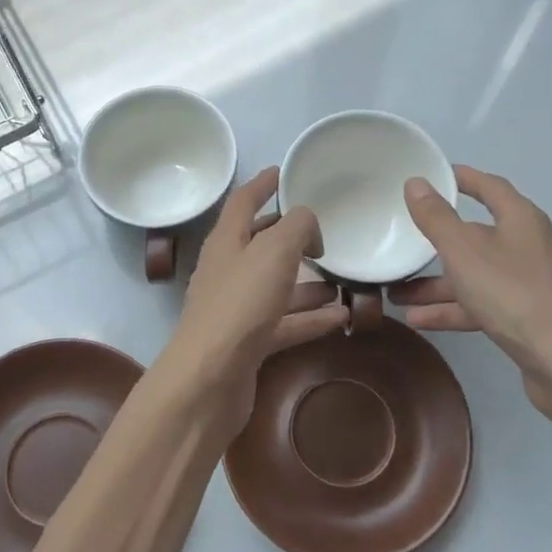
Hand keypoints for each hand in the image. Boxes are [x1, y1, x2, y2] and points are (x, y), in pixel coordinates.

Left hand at [159, 167, 347, 434]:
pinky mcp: (248, 343)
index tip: (281, 172)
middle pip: (259, 244)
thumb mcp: (274, 252)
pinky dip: (311, 317)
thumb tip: (308, 224)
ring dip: (306, 280)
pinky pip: (285, 322)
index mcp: (225, 242)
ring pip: (276, 286)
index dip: (261, 184)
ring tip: (342, 277)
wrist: (209, 379)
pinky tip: (342, 316)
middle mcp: (228, 271)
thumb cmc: (240, 304)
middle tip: (320, 230)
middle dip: (287, 234)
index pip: (242, 202)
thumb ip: (296, 227)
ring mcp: (237, 309)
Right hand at [390, 166, 551, 427]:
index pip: (489, 187)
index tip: (431, 177)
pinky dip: (452, 309)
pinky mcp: (525, 316)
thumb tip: (416, 183)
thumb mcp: (465, 252)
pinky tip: (418, 319)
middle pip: (476, 235)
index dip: (462, 178)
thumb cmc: (513, 295)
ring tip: (395, 292)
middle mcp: (527, 245)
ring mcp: (527, 283)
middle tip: (402, 240)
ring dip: (436, 284)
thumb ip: (437, 219)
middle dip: (436, 242)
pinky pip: (480, 303)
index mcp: (520, 220)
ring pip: (474, 274)